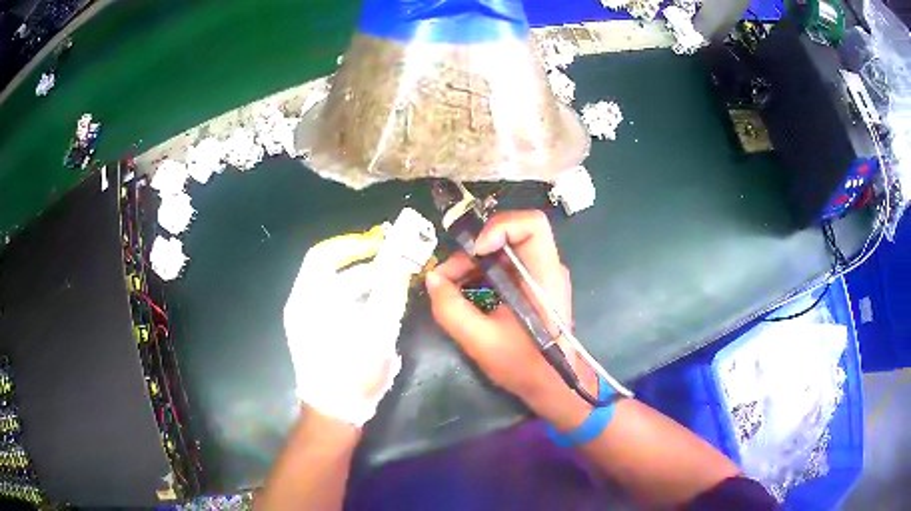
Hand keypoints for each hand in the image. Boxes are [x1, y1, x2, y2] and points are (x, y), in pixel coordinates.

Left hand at [284, 210, 435, 426]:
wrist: (334, 413)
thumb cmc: (352, 373)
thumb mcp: (377, 332)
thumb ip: (389, 293)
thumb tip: (399, 262)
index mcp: (309, 300)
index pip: (323, 255)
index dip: (350, 244)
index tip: (378, 244)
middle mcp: (303, 305)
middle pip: (331, 271)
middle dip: (364, 264)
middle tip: (393, 263)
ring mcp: (306, 320)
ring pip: (335, 289)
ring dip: (363, 283)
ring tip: (392, 284)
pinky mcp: (314, 333)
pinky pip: (335, 304)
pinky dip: (356, 299)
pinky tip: (379, 306)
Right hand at [425, 211, 593, 423]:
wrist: (552, 385)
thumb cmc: (524, 366)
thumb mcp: (480, 341)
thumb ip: (451, 309)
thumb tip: (432, 278)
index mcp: (544, 276)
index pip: (531, 224)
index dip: (499, 227)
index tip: (474, 252)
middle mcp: (546, 267)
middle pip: (509, 234)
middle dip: (472, 251)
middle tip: (446, 277)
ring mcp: (539, 275)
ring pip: (501, 250)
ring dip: (471, 263)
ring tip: (448, 288)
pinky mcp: (530, 285)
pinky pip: (502, 266)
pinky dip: (478, 274)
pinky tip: (462, 293)